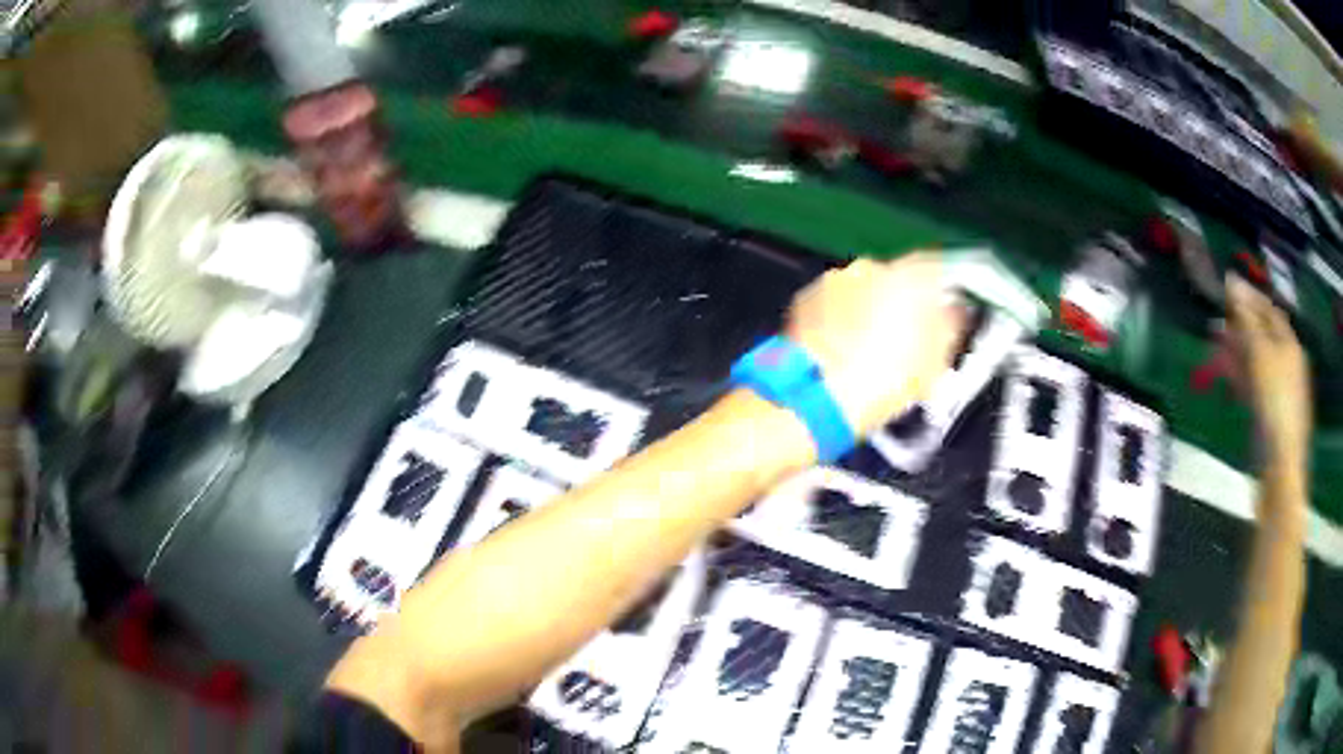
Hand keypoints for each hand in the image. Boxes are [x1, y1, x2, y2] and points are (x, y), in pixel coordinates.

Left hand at [786, 254, 965, 436]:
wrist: (823, 397)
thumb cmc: (887, 379)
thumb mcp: (938, 359)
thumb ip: (950, 324)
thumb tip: (953, 312)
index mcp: (910, 275)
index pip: (933, 267)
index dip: (938, 289)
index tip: (939, 308)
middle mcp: (871, 267)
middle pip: (894, 279)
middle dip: (899, 303)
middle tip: (902, 340)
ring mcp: (834, 280)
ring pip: (860, 290)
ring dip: (866, 311)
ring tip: (867, 351)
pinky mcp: (805, 299)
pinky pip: (830, 305)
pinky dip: (836, 321)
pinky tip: (839, 350)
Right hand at [1226, 274, 1311, 471]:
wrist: (1279, 467)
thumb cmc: (1274, 404)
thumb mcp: (1260, 354)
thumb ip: (1246, 318)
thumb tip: (1231, 279)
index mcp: (1289, 343)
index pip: (1268, 309)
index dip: (1248, 296)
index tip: (1225, 286)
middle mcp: (1285, 361)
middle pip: (1261, 335)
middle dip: (1238, 326)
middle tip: (1214, 321)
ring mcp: (1277, 389)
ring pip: (1254, 361)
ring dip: (1234, 351)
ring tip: (1212, 346)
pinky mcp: (1267, 413)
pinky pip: (1252, 385)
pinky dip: (1239, 375)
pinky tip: (1225, 374)